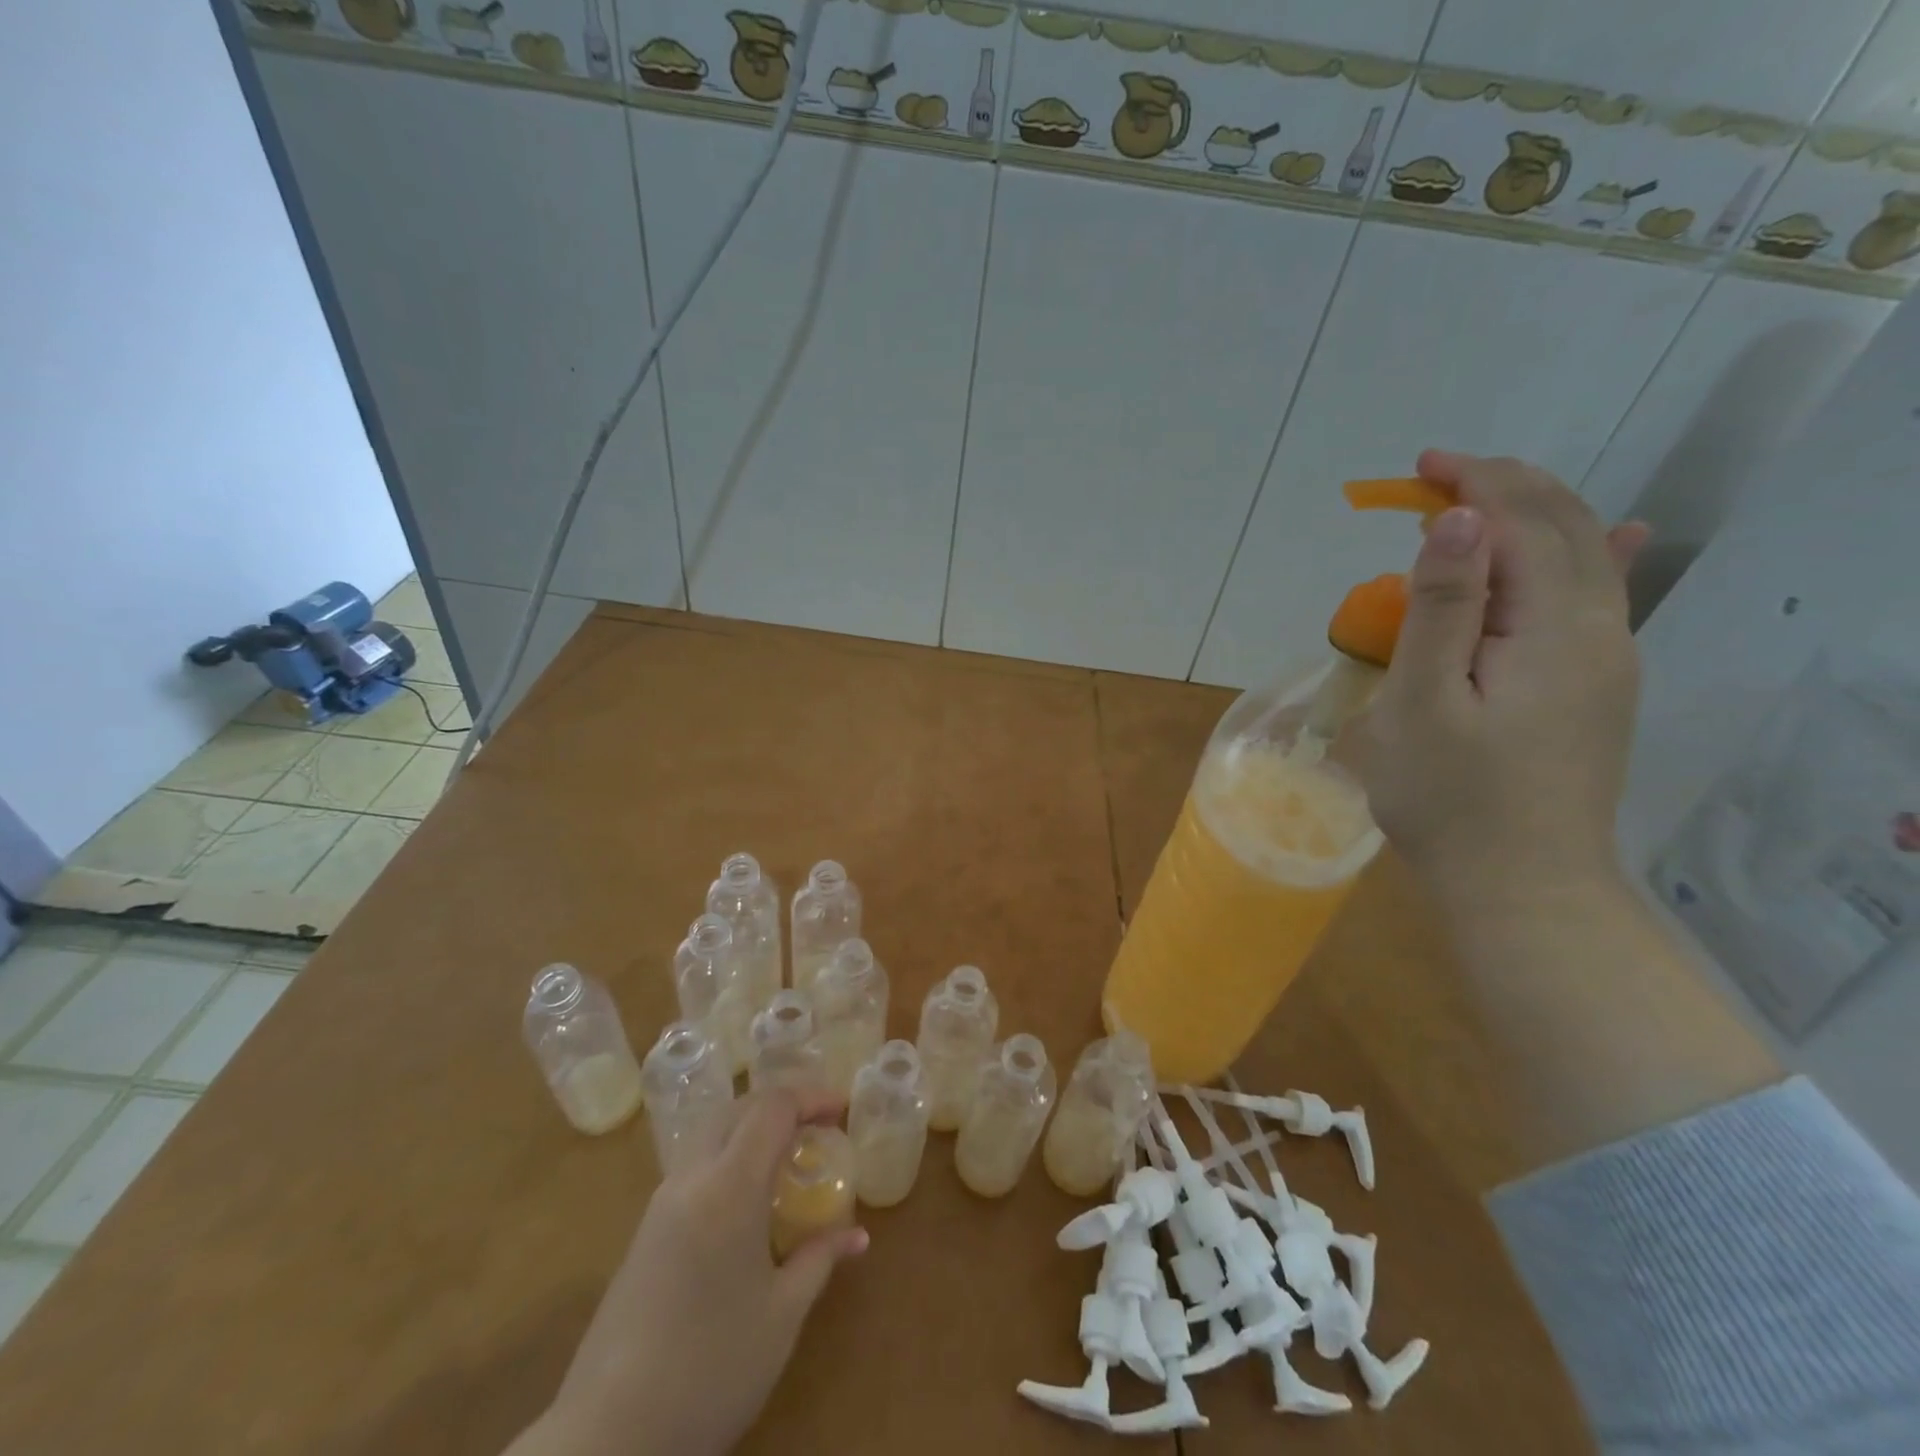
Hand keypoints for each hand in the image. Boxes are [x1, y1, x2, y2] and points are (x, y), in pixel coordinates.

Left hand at [512, 1088, 867, 1455]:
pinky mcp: (644, 1234)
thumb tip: (857, 1236)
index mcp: (729, 1187)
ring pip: (711, 1134)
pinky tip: (747, 1201)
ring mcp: (660, 1205)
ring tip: (787, 1159)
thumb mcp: (781, 1317)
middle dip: (781, 1105)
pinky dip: (729, 1158)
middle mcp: (691, 1179)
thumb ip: (819, 1260)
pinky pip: (694, 1168)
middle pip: (738, 1109)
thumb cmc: (711, 1369)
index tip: (842, 1110)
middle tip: (818, 1127)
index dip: (812, 1097)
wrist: (607, 1440)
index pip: (773, 1108)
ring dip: (752, 1129)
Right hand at [1352, 450, 1649, 914]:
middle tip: (1436, 475)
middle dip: (1503, 488)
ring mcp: (1609, 662)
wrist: (1520, 887)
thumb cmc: (1450, 798)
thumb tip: (1458, 521)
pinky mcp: (1597, 690)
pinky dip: (1590, 555)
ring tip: (1476, 503)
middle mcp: (1601, 631)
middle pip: (1564, 530)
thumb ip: (1443, 610)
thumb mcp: (1423, 703)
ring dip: (1532, 517)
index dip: (1475, 484)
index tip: (1420, 467)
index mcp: (1555, 628)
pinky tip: (1616, 536)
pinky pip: (1600, 600)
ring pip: (1585, 559)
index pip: (1525, 524)